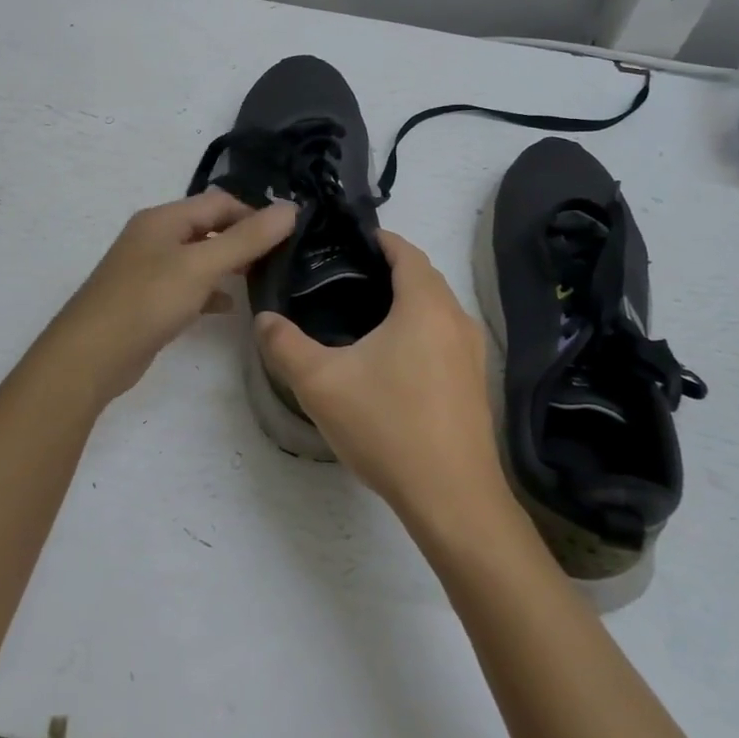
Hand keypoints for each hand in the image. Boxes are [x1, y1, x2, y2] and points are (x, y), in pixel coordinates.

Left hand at [45, 191, 296, 404]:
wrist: (90, 357)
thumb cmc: (147, 301)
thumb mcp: (202, 266)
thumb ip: (248, 238)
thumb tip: (291, 208)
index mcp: (164, 218)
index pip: (220, 202)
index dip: (254, 213)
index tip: (287, 237)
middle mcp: (155, 237)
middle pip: (209, 227)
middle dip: (243, 239)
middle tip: (280, 259)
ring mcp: (149, 269)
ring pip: (199, 258)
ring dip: (229, 265)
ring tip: (262, 279)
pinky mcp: (148, 300)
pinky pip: (187, 286)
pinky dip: (210, 292)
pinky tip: (229, 308)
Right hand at [254, 232, 509, 531]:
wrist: (453, 498)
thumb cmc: (389, 427)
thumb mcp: (322, 384)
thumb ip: (285, 345)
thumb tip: (263, 319)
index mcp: (425, 305)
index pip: (405, 250)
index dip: (377, 239)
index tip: (345, 241)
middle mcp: (456, 318)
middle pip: (423, 275)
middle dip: (388, 267)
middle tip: (343, 276)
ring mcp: (472, 352)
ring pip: (436, 307)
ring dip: (406, 299)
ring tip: (362, 313)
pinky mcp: (475, 381)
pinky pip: (444, 335)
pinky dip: (420, 328)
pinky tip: (392, 358)